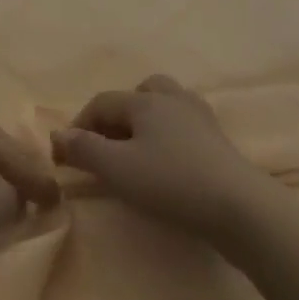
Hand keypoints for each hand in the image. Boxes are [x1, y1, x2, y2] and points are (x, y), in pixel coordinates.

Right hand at [51, 75, 264, 240]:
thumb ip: (84, 149)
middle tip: (108, 145)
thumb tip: (58, 135)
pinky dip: (170, 135)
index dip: (80, 125)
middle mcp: (172, 98)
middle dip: (118, 114)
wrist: (240, 207)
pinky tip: (169, 160)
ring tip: (139, 150)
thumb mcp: (118, 169)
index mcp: (144, 100)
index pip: (101, 103)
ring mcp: (199, 116)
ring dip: (146, 121)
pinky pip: (184, 124)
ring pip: (165, 104)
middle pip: (138, 92)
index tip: (67, 155)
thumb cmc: (171, 182)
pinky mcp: (219, 139)